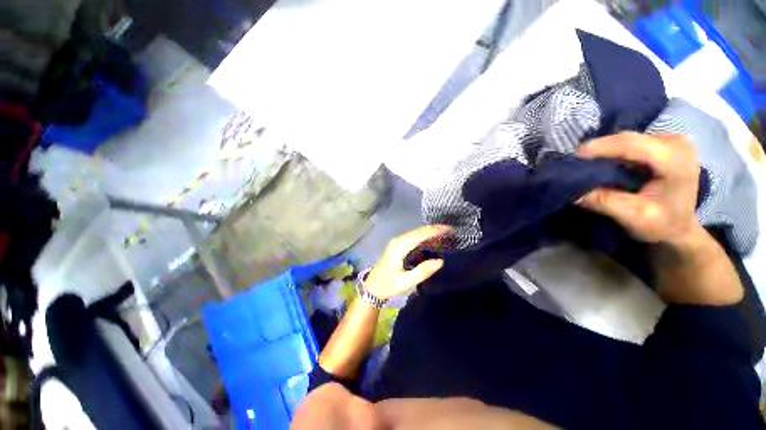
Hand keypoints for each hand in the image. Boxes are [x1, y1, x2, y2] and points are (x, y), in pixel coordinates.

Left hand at [364, 225, 452, 299]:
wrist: (372, 287)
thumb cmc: (388, 285)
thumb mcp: (406, 282)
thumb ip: (422, 272)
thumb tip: (440, 261)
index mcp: (399, 247)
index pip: (419, 235)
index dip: (434, 231)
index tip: (448, 229)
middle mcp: (398, 241)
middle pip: (418, 231)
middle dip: (434, 229)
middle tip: (450, 230)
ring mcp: (397, 242)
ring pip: (415, 233)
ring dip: (429, 231)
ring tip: (444, 232)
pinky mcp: (397, 245)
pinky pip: (413, 237)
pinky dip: (424, 236)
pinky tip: (431, 239)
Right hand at [577, 132, 702, 246]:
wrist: (680, 227)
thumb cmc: (662, 225)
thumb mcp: (633, 217)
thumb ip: (606, 202)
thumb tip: (574, 192)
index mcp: (675, 160)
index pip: (633, 144)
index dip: (602, 147)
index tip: (575, 156)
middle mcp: (676, 143)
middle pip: (628, 139)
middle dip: (600, 149)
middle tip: (575, 162)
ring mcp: (671, 140)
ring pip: (627, 139)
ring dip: (605, 150)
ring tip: (585, 163)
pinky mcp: (663, 143)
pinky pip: (631, 142)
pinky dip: (613, 151)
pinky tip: (603, 162)